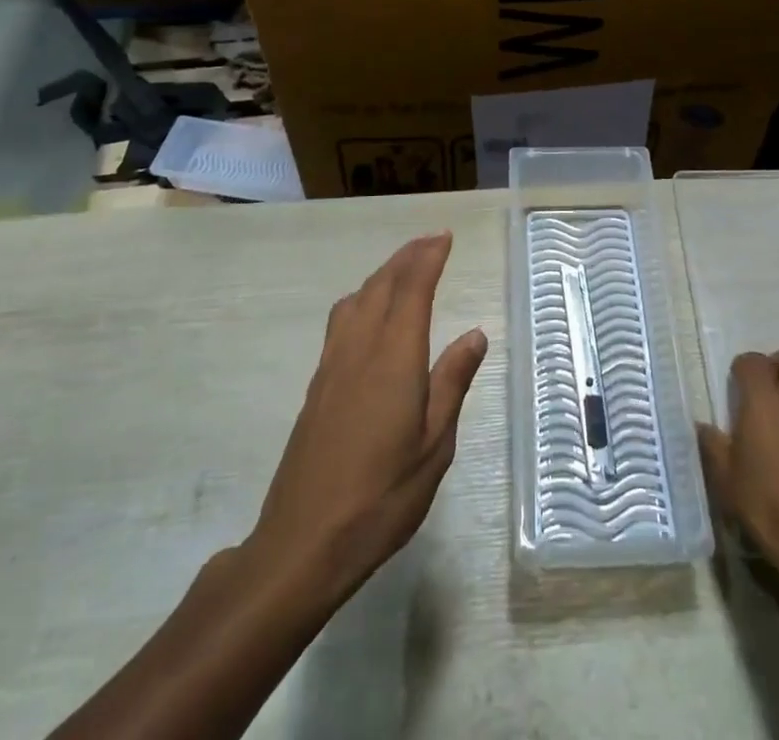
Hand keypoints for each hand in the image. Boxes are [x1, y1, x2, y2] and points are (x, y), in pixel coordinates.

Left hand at [244, 232, 486, 600]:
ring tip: (403, 269)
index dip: (428, 257)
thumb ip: (452, 382)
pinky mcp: (317, 385)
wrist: (304, 542)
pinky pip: (341, 321)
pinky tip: (369, 315)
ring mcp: (332, 365)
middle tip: (430, 241)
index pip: (412, 289)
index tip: (444, 237)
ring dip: (382, 274)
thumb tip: (475, 334)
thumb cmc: (382, 496)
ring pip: (357, 299)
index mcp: (394, 357)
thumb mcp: (435, 445)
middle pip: (381, 285)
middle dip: (407, 257)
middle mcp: (360, 348)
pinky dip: (363, 298)